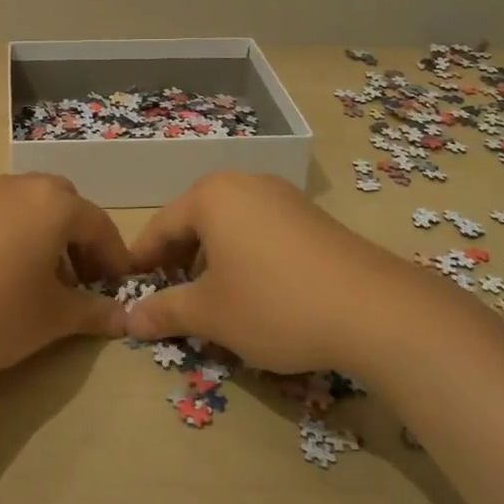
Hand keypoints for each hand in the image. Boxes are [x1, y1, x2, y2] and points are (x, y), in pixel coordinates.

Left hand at [0, 174, 132, 378]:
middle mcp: (22, 187)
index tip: (120, 288)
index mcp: (54, 203)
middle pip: (66, 206)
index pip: (99, 224)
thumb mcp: (52, 317)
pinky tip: (7, 279)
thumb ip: (93, 312)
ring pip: (33, 209)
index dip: (115, 257)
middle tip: (83, 282)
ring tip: (45, 286)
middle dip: (80, 241)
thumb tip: (124, 318)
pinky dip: (19, 238)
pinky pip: (4, 217)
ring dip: (49, 239)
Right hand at [125, 173, 399, 372]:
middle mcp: (244, 184)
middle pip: (195, 221)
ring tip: (214, 300)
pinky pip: (261, 230)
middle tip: (171, 298)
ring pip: (230, 226)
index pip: (161, 225)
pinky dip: (246, 256)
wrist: (374, 309)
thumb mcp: (211, 314)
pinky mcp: (311, 216)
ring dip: (213, 260)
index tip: (129, 288)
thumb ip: (165, 311)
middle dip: (179, 261)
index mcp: (212, 195)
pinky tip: (257, 292)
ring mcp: (282, 196)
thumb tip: (129, 319)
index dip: (142, 260)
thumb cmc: (274, 303)